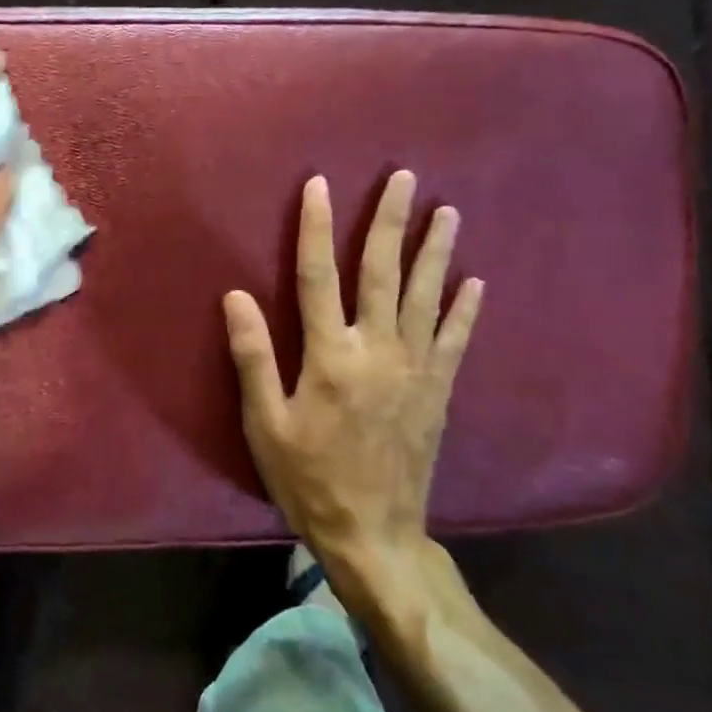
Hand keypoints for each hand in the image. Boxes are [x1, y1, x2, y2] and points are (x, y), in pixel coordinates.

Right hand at [223, 172, 483, 590]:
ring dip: (435, 251)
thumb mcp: (265, 423)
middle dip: (390, 221)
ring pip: (425, 296)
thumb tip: (236, 296)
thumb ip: (254, 357)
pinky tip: (475, 281)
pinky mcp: (438, 391)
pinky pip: (455, 339)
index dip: (315, 227)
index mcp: (329, 356)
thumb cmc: (308, 477)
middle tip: (404, 178)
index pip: (317, 276)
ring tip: (447, 212)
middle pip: (381, 272)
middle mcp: (377, 350)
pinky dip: (465, 308)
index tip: (318, 186)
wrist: (374, 533)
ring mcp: (414, 369)